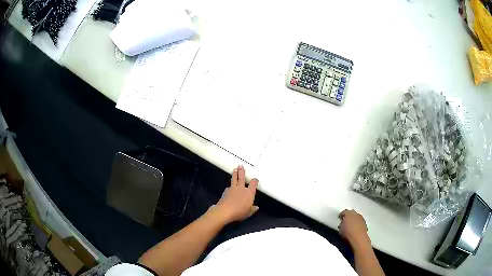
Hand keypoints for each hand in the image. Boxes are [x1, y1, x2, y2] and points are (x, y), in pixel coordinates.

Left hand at [214, 165, 258, 222]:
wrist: (225, 210)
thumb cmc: (239, 212)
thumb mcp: (248, 212)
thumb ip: (252, 209)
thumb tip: (256, 207)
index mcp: (249, 192)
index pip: (253, 184)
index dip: (255, 181)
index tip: (255, 179)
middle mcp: (241, 188)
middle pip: (242, 177)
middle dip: (242, 171)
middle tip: (240, 166)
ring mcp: (233, 189)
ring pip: (234, 179)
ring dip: (235, 174)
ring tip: (235, 169)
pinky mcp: (226, 191)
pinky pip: (229, 187)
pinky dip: (229, 186)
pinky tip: (229, 187)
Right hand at [338, 209, 370, 247]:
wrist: (359, 239)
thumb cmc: (347, 233)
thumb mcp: (340, 229)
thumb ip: (341, 224)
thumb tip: (342, 224)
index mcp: (349, 213)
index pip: (345, 212)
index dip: (342, 215)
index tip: (340, 218)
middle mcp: (356, 214)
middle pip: (352, 214)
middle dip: (349, 217)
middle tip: (345, 221)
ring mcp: (362, 219)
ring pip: (357, 218)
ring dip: (354, 221)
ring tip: (350, 226)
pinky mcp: (365, 225)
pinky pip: (360, 223)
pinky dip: (357, 225)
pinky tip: (355, 230)